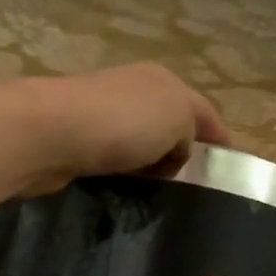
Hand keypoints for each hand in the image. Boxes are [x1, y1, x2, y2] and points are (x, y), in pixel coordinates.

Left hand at [0, 64, 229, 195]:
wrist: (47, 133)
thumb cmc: (121, 123)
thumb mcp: (177, 118)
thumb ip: (191, 130)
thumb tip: (178, 149)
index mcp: (162, 81)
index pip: (202, 110)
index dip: (218, 137)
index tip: (228, 166)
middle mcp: (132, 90)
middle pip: (168, 122)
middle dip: (182, 150)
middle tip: (193, 188)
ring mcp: (100, 113)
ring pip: (138, 141)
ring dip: (150, 162)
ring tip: (160, 194)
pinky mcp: (75, 139)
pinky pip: (111, 156)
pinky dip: (123, 171)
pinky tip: (124, 189)